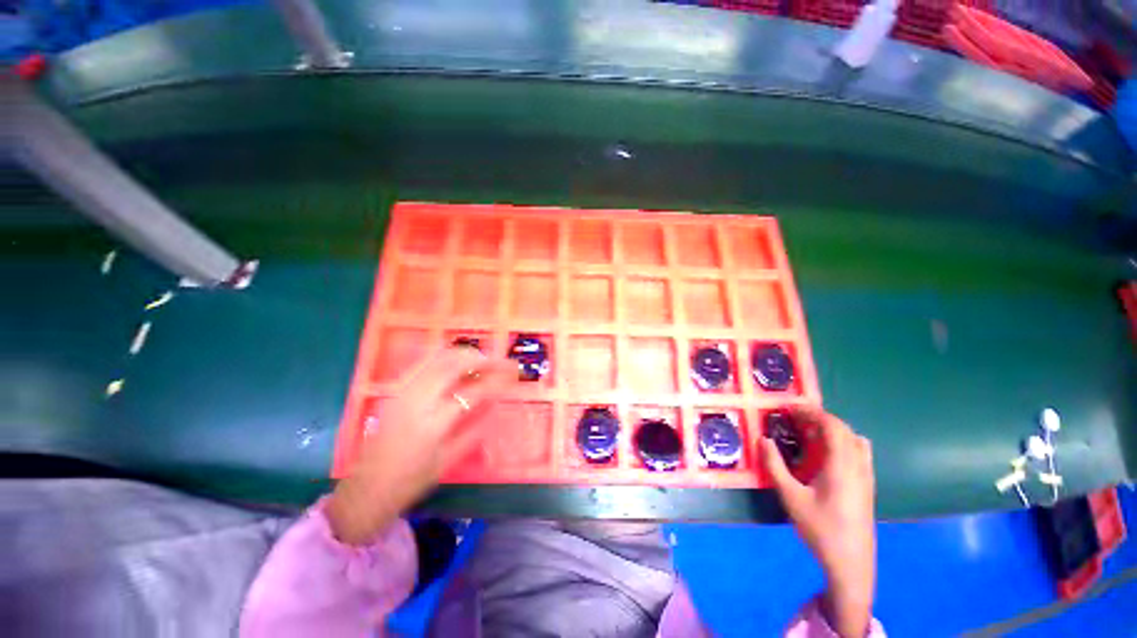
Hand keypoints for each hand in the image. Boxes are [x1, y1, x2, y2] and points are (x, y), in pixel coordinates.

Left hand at [327, 347, 515, 544]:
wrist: (367, 487)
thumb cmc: (411, 480)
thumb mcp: (448, 460)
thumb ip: (475, 430)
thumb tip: (495, 405)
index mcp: (435, 422)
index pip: (474, 391)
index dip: (496, 379)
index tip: (512, 373)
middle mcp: (419, 400)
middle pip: (455, 364)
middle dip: (482, 358)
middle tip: (500, 361)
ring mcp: (405, 391)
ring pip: (439, 358)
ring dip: (465, 354)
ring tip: (483, 360)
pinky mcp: (397, 389)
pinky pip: (426, 363)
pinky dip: (447, 357)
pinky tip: (458, 364)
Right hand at [760, 407, 875, 637]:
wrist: (851, 564)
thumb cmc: (820, 529)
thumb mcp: (791, 498)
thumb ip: (775, 466)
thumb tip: (762, 439)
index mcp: (842, 466)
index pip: (833, 427)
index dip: (812, 412)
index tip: (791, 408)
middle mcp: (859, 467)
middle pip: (845, 430)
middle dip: (821, 418)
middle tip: (796, 418)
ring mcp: (866, 477)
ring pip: (856, 440)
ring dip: (834, 430)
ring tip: (811, 433)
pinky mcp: (867, 487)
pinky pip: (860, 453)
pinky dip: (844, 443)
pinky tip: (827, 455)